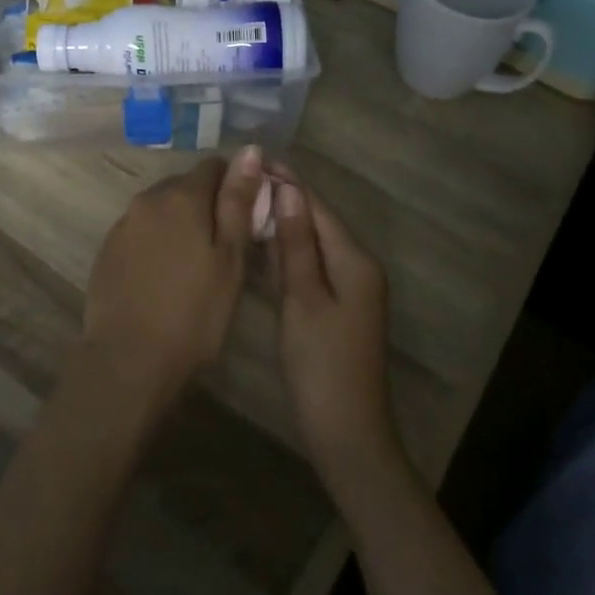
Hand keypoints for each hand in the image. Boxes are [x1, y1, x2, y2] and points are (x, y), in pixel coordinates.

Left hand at [79, 146, 263, 411]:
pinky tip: (162, 276)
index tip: (246, 216)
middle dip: (205, 204)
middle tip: (223, 246)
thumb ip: (237, 202)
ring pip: (160, 209)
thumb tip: (250, 150)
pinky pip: (139, 231)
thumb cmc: (194, 313)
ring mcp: (123, 224)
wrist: (128, 359)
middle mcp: (148, 199)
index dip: (235, 185)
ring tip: (192, 264)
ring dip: (178, 223)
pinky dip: (155, 242)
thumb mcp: (229, 260)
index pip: (214, 166)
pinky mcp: (107, 249)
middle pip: (184, 186)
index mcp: (182, 196)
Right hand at [269, 170, 404, 493]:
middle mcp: (356, 267)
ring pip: (311, 244)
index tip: (252, 161)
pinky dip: (286, 254)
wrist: (346, 433)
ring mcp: (348, 289)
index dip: (287, 182)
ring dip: (282, 225)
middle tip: (238, 183)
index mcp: (354, 260)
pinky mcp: (335, 308)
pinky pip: (309, 267)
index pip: (317, 206)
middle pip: (316, 222)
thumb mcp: (304, 299)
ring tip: (242, 205)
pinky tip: (258, 247)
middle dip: (283, 200)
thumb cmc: (321, 364)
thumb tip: (290, 190)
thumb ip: (297, 244)